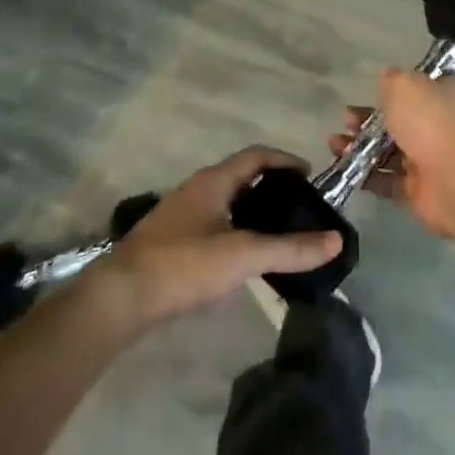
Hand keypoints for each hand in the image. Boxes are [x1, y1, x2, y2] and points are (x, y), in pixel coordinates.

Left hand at [99, 147, 342, 322]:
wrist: (118, 299)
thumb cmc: (183, 265)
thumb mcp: (243, 255)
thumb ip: (290, 248)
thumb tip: (336, 240)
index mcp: (214, 181)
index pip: (257, 155)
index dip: (285, 160)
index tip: (309, 176)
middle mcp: (196, 189)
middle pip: (241, 177)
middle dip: (270, 187)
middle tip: (297, 208)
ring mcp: (178, 215)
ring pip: (224, 202)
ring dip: (251, 211)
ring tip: (275, 234)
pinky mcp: (167, 242)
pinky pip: (210, 224)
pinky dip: (233, 231)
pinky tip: (239, 259)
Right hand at [328, 68, 454, 237]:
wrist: (452, 178)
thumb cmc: (428, 120)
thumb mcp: (404, 85)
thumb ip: (392, 80)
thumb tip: (387, 76)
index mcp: (444, 95)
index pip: (421, 86)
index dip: (396, 88)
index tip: (372, 90)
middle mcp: (438, 125)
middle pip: (399, 121)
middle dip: (368, 120)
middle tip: (346, 120)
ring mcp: (428, 160)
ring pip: (389, 151)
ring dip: (361, 147)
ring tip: (334, 144)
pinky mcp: (416, 190)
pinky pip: (386, 180)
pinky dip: (365, 174)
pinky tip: (343, 167)